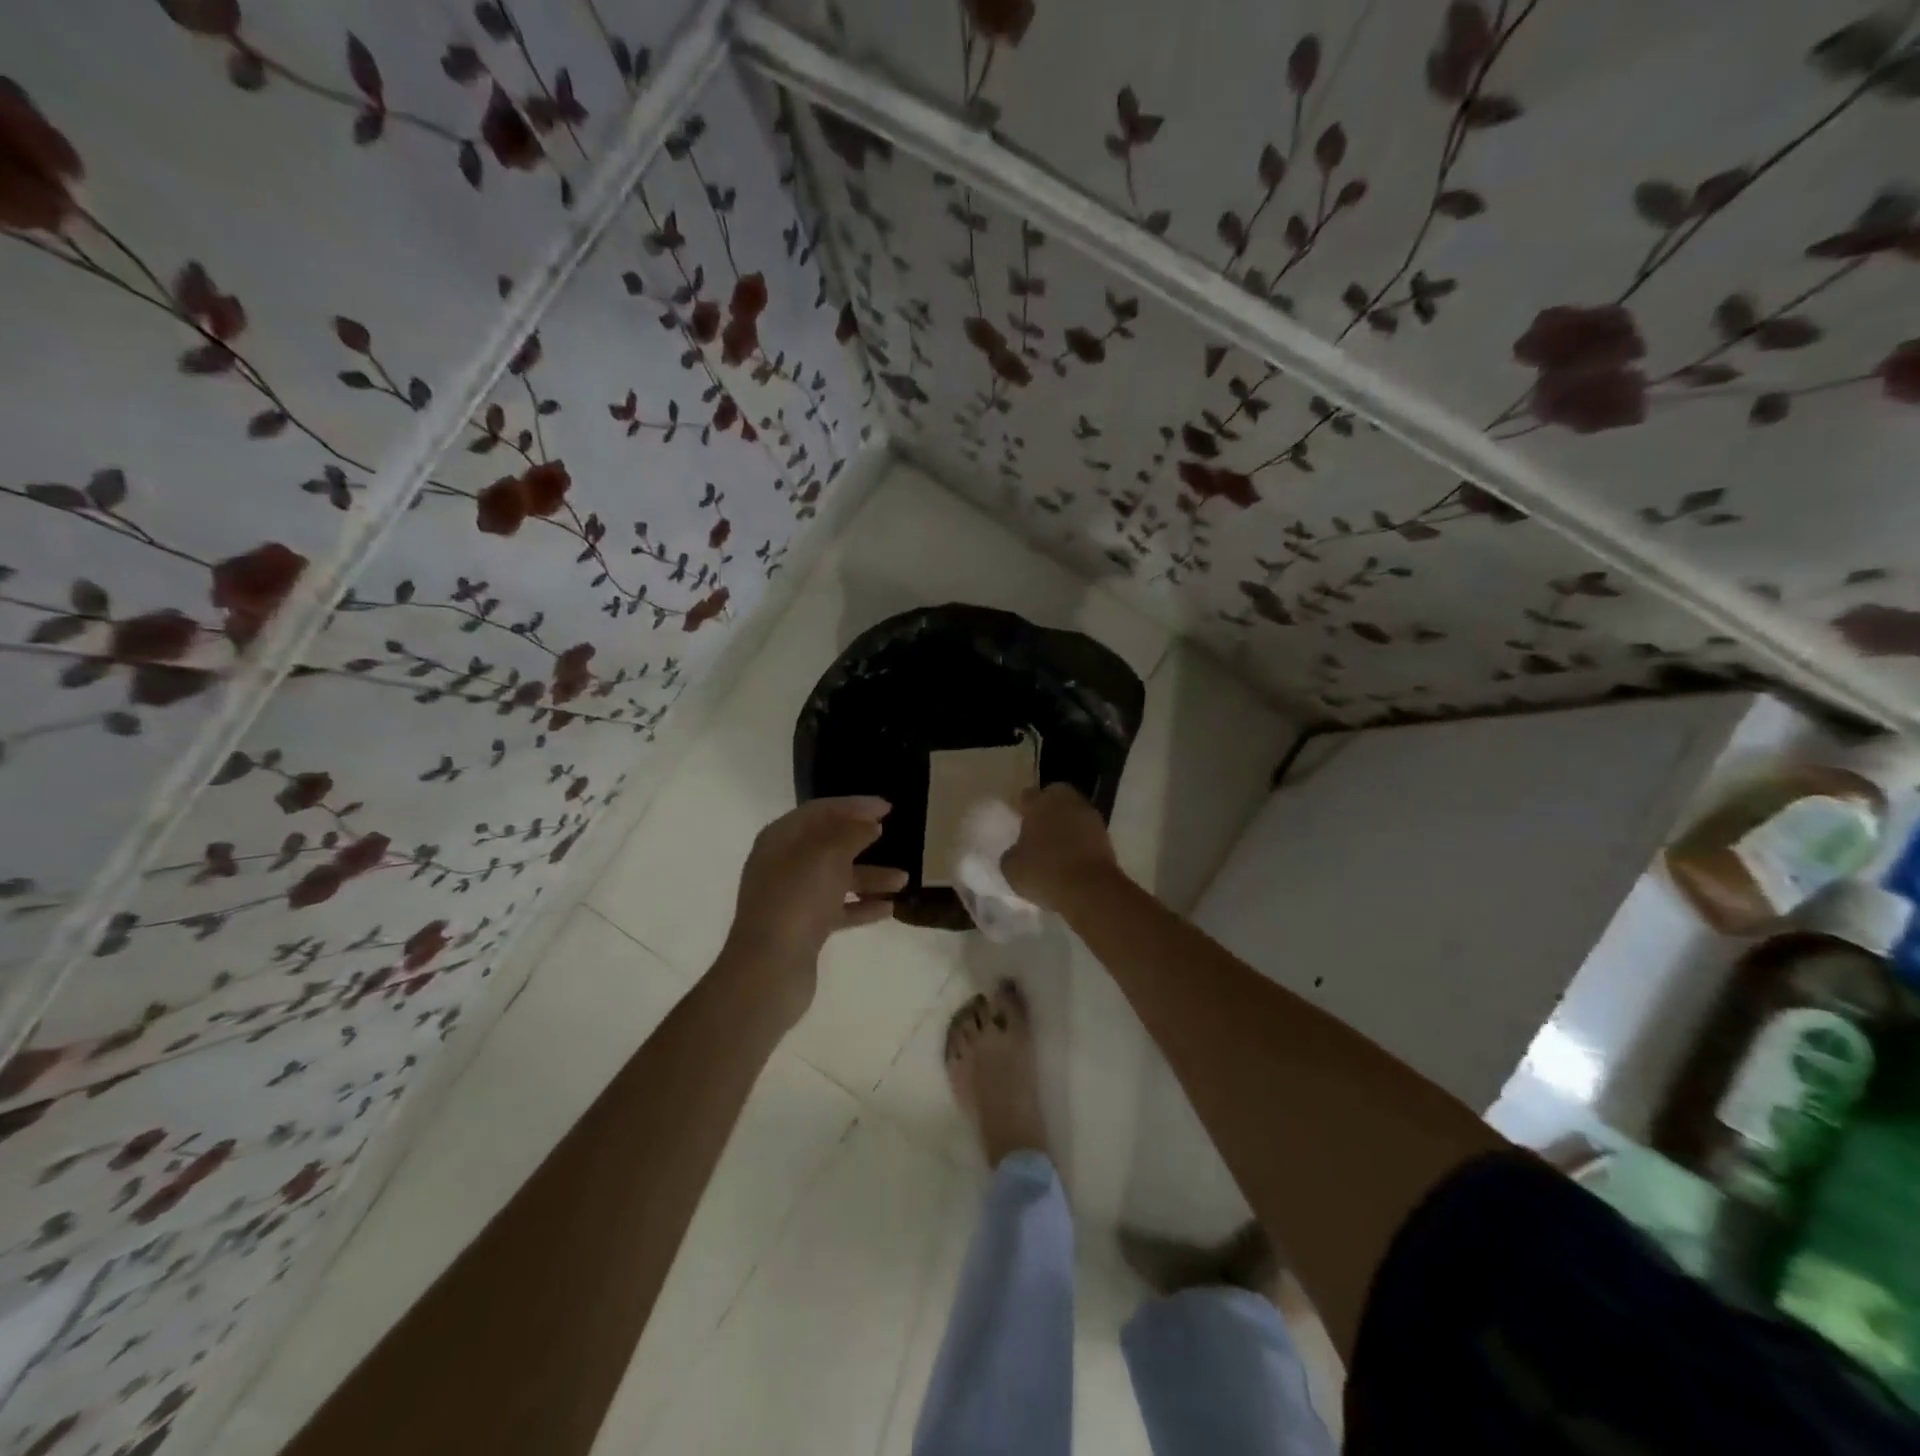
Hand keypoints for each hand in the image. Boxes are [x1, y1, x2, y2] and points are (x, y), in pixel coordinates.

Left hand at [719, 797, 907, 1025]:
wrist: (770, 969)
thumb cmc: (797, 900)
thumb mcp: (828, 856)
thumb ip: (852, 833)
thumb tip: (869, 823)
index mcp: (780, 839)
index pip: (819, 811)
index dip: (853, 805)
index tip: (887, 808)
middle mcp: (783, 864)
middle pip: (827, 843)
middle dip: (861, 839)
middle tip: (891, 833)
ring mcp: (792, 898)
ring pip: (836, 878)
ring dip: (869, 876)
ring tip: (903, 880)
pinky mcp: (803, 928)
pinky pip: (837, 909)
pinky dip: (860, 906)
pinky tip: (888, 909)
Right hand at [1002, 784, 1120, 912]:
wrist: (1090, 890)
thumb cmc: (1044, 872)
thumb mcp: (1011, 867)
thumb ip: (1012, 853)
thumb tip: (1017, 851)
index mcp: (1040, 802)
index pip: (1028, 796)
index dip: (1022, 808)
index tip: (1018, 822)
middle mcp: (1067, 801)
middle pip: (1055, 798)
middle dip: (1047, 810)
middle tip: (1038, 831)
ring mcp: (1090, 816)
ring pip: (1073, 813)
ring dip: (1066, 825)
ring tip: (1056, 848)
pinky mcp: (1106, 835)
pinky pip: (1086, 832)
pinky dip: (1080, 841)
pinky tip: (1071, 858)